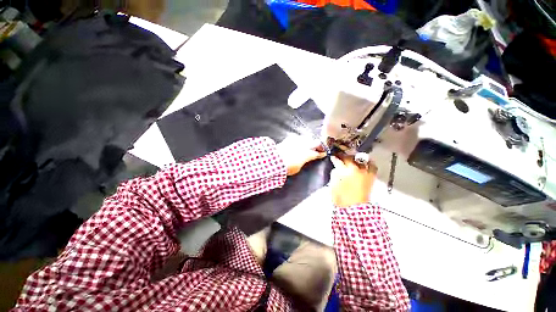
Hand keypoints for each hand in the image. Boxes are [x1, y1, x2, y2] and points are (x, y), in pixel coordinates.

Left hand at [276, 136, 326, 175]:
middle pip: (316, 142)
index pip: (317, 154)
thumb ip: (303, 162)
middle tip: (320, 148)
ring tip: (309, 144)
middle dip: (319, 145)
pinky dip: (300, 139)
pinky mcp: (290, 138)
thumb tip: (304, 160)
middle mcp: (305, 146)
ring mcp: (298, 141)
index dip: (321, 154)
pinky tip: (299, 141)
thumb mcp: (297, 168)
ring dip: (310, 141)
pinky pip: (298, 137)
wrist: (275, 159)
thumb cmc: (287, 167)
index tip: (324, 153)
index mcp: (307, 154)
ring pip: (308, 138)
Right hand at [330, 155, 377, 206]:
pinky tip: (364, 163)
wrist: (354, 208)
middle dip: (344, 157)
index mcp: (347, 172)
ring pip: (362, 160)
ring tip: (352, 159)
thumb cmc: (342, 197)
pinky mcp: (371, 178)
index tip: (333, 157)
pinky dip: (368, 163)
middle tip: (340, 157)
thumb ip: (335, 174)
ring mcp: (366, 173)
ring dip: (356, 158)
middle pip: (351, 159)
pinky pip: (372, 167)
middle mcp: (358, 170)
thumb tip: (337, 168)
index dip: (335, 158)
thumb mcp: (334, 185)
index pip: (340, 161)